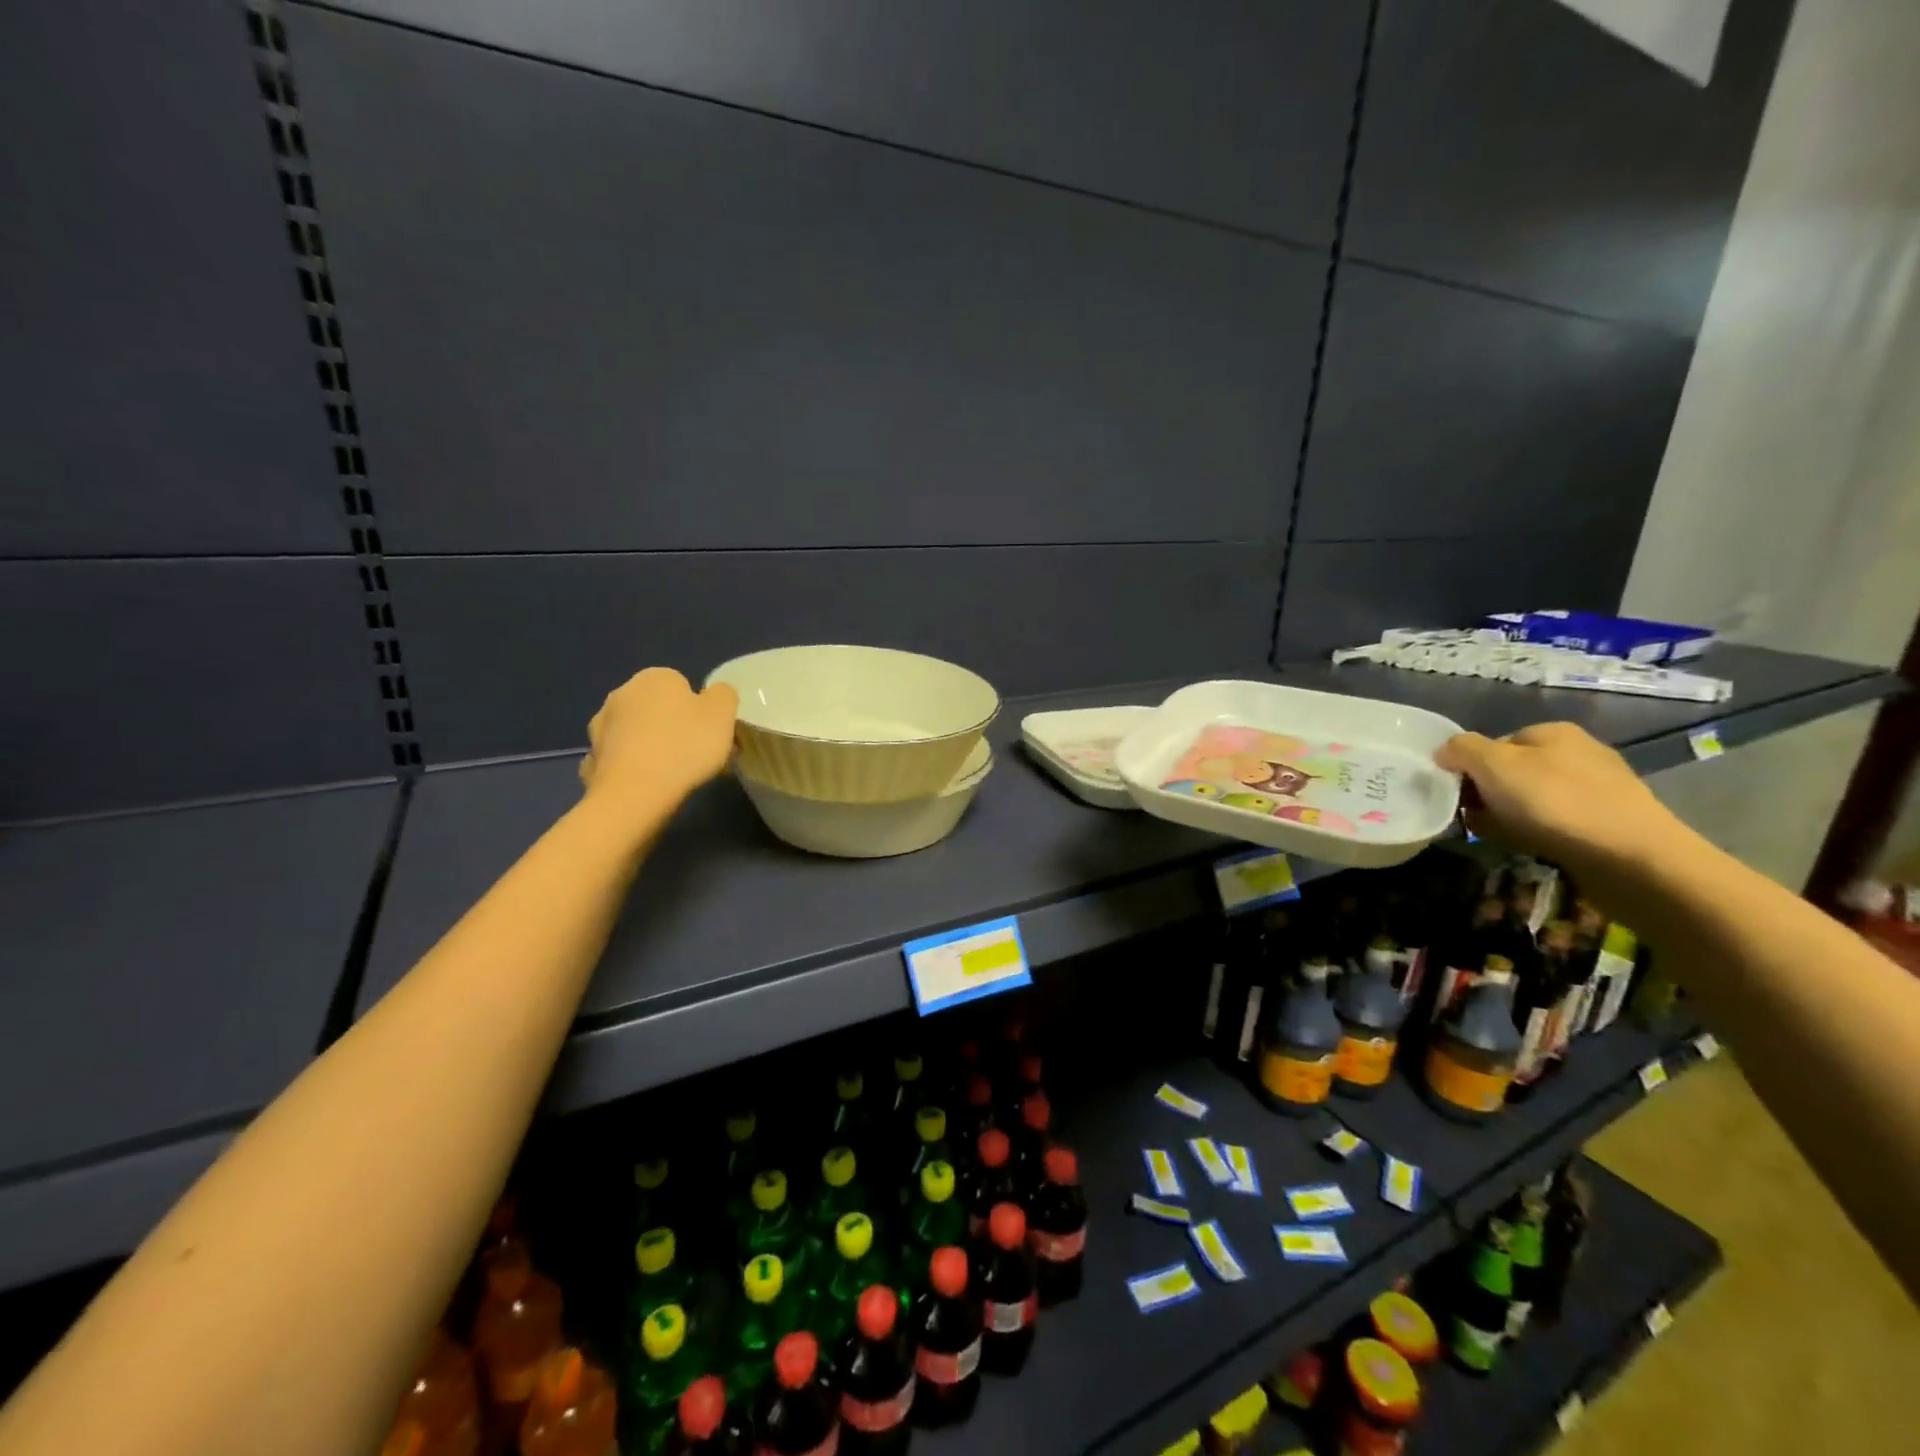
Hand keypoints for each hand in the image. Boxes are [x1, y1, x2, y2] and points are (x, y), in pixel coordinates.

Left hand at [578, 668, 738, 811]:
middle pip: (657, 708)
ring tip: (671, 775)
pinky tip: (646, 785)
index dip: (699, 710)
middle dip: (673, 726)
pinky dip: (632, 767)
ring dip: (650, 745)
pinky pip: (620, 758)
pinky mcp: (592, 757)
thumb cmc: (684, 746)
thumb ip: (723, 695)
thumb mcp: (723, 713)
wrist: (635, 793)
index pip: (682, 686)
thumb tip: (714, 694)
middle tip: (695, 755)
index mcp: (654, 677)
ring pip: (636, 733)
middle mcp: (621, 693)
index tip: (710, 734)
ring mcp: (600, 726)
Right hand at [1435, 722, 1681, 867]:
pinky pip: (1555, 822)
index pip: (1493, 743)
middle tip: (1475, 817)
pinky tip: (1531, 846)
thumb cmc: (1554, 801)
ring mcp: (1598, 788)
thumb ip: (1461, 749)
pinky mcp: (1609, 822)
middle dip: (1488, 794)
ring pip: (1531, 798)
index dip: (1470, 767)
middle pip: (1511, 771)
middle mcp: (1578, 752)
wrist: (1630, 857)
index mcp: (1552, 732)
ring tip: (1499, 835)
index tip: (1458, 793)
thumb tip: (1445, 753)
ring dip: (1508, 815)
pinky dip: (1536, 832)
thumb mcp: (1493, 764)